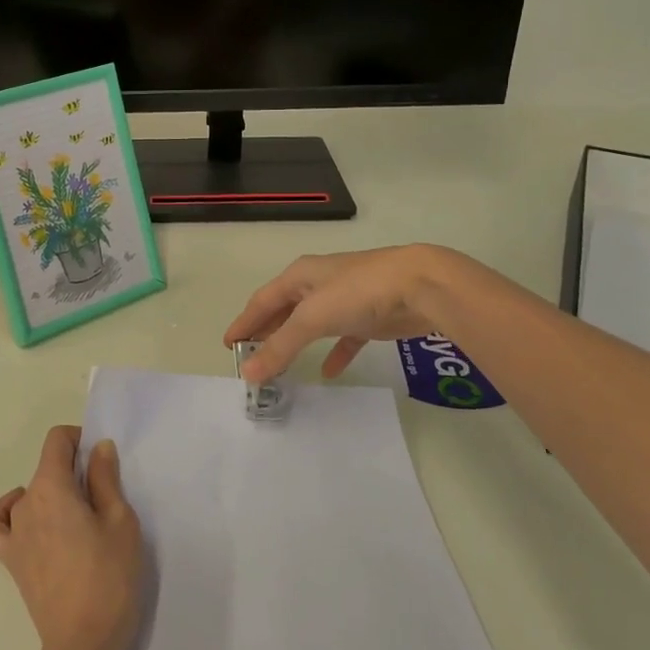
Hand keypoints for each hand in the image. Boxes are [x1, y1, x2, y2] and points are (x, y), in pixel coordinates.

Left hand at [0, 426, 142, 649]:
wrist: (84, 643)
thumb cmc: (109, 577)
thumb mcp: (120, 520)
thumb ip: (105, 479)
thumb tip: (97, 447)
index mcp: (51, 487)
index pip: (56, 440)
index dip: (79, 439)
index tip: (101, 460)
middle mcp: (25, 503)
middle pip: (46, 468)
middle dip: (73, 471)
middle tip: (104, 499)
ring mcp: (13, 533)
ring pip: (30, 494)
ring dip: (52, 494)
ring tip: (79, 518)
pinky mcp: (10, 561)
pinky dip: (8, 513)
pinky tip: (29, 520)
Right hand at [224, 245, 454, 383]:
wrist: (421, 285)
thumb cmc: (358, 292)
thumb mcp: (312, 318)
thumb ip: (280, 346)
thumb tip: (248, 373)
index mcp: (300, 276)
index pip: (262, 301)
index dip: (244, 322)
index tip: (228, 345)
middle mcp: (319, 283)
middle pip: (284, 310)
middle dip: (266, 331)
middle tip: (249, 355)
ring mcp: (345, 298)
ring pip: (311, 323)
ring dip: (294, 342)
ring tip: (278, 364)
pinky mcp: (369, 316)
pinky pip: (344, 337)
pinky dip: (334, 353)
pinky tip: (328, 372)